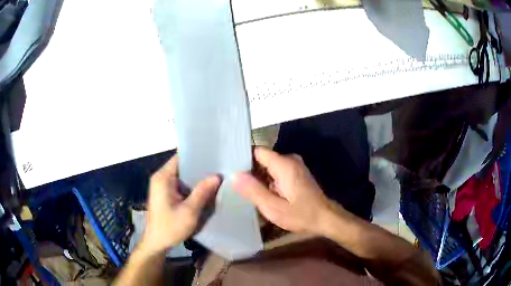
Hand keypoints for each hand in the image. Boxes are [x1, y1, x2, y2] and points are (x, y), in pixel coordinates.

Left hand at [140, 155, 220, 254]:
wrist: (156, 243)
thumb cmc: (170, 227)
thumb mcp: (189, 211)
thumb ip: (202, 192)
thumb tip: (216, 176)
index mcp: (163, 178)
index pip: (180, 157)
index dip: (196, 155)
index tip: (214, 155)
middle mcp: (160, 178)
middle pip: (182, 166)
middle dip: (199, 167)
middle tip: (219, 168)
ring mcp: (162, 187)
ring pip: (182, 176)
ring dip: (196, 178)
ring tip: (215, 177)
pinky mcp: (165, 195)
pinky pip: (180, 185)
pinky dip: (191, 187)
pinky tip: (204, 190)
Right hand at [232, 147, 334, 234]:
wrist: (326, 218)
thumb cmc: (301, 215)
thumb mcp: (273, 207)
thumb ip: (253, 190)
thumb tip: (234, 175)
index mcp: (284, 164)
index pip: (257, 151)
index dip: (243, 158)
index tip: (230, 169)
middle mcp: (289, 160)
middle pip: (262, 159)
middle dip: (249, 171)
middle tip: (234, 184)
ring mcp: (294, 166)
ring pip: (268, 166)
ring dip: (258, 177)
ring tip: (243, 190)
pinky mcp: (296, 174)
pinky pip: (275, 172)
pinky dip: (267, 181)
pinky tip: (259, 193)